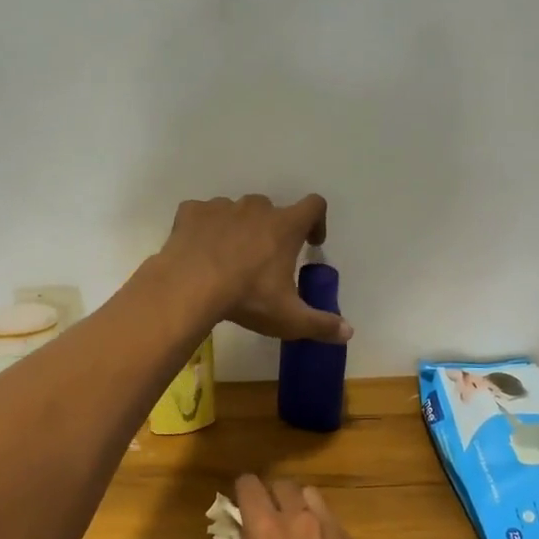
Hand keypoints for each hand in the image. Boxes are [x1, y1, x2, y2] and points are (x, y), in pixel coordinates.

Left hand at [161, 194, 351, 342]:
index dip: (317, 221)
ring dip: (237, 228)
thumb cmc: (247, 298)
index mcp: (285, 226)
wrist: (189, 287)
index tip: (312, 242)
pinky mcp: (191, 212)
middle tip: (264, 259)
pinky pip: (202, 214)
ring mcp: (221, 207)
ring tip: (228, 257)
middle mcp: (256, 208)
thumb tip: (349, 332)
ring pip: (235, 211)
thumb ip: (321, 324)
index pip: (314, 206)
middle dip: (272, 229)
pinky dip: (204, 228)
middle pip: (271, 209)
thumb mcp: (289, 319)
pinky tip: (199, 250)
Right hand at [232, 476, 401, 538]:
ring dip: (297, 505)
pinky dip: (319, 525)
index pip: (251, 487)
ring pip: (311, 495)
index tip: (240, 501)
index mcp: (268, 534)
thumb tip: (246, 536)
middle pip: (283, 485)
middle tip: (265, 518)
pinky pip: (331, 520)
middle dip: (270, 495)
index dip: (242, 490)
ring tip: (293, 531)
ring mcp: (333, 531)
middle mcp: (301, 521)